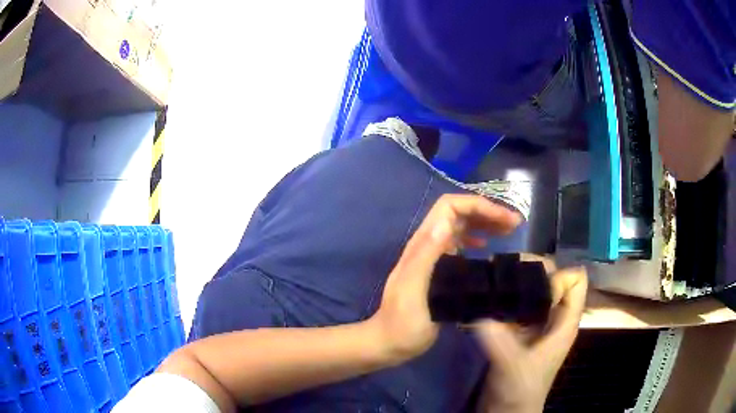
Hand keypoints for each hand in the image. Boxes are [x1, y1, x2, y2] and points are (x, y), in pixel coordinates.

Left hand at [368, 194, 521, 361]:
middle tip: (514, 224)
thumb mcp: (413, 291)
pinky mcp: (438, 269)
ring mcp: (432, 256)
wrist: (389, 342)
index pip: (450, 207)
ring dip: (484, 222)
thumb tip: (446, 222)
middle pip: (458, 213)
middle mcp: (428, 244)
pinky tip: (487, 246)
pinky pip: (459, 244)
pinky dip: (476, 238)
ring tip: (508, 231)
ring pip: (461, 227)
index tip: (505, 219)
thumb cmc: (403, 323)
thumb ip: (426, 256)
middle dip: (487, 212)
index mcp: (422, 245)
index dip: (478, 206)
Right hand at [474, 267, 587, 412]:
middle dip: (530, 269)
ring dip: (514, 282)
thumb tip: (479, 312)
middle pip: (552, 279)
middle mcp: (553, 316)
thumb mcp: (512, 365)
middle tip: (499, 268)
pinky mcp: (517, 331)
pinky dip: (503, 297)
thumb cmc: (520, 390)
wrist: (506, 411)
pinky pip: (515, 304)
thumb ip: (498, 339)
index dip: (556, 274)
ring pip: (532, 290)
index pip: (575, 279)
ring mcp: (535, 323)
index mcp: (565, 321)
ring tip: (488, 277)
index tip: (527, 276)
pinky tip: (484, 296)